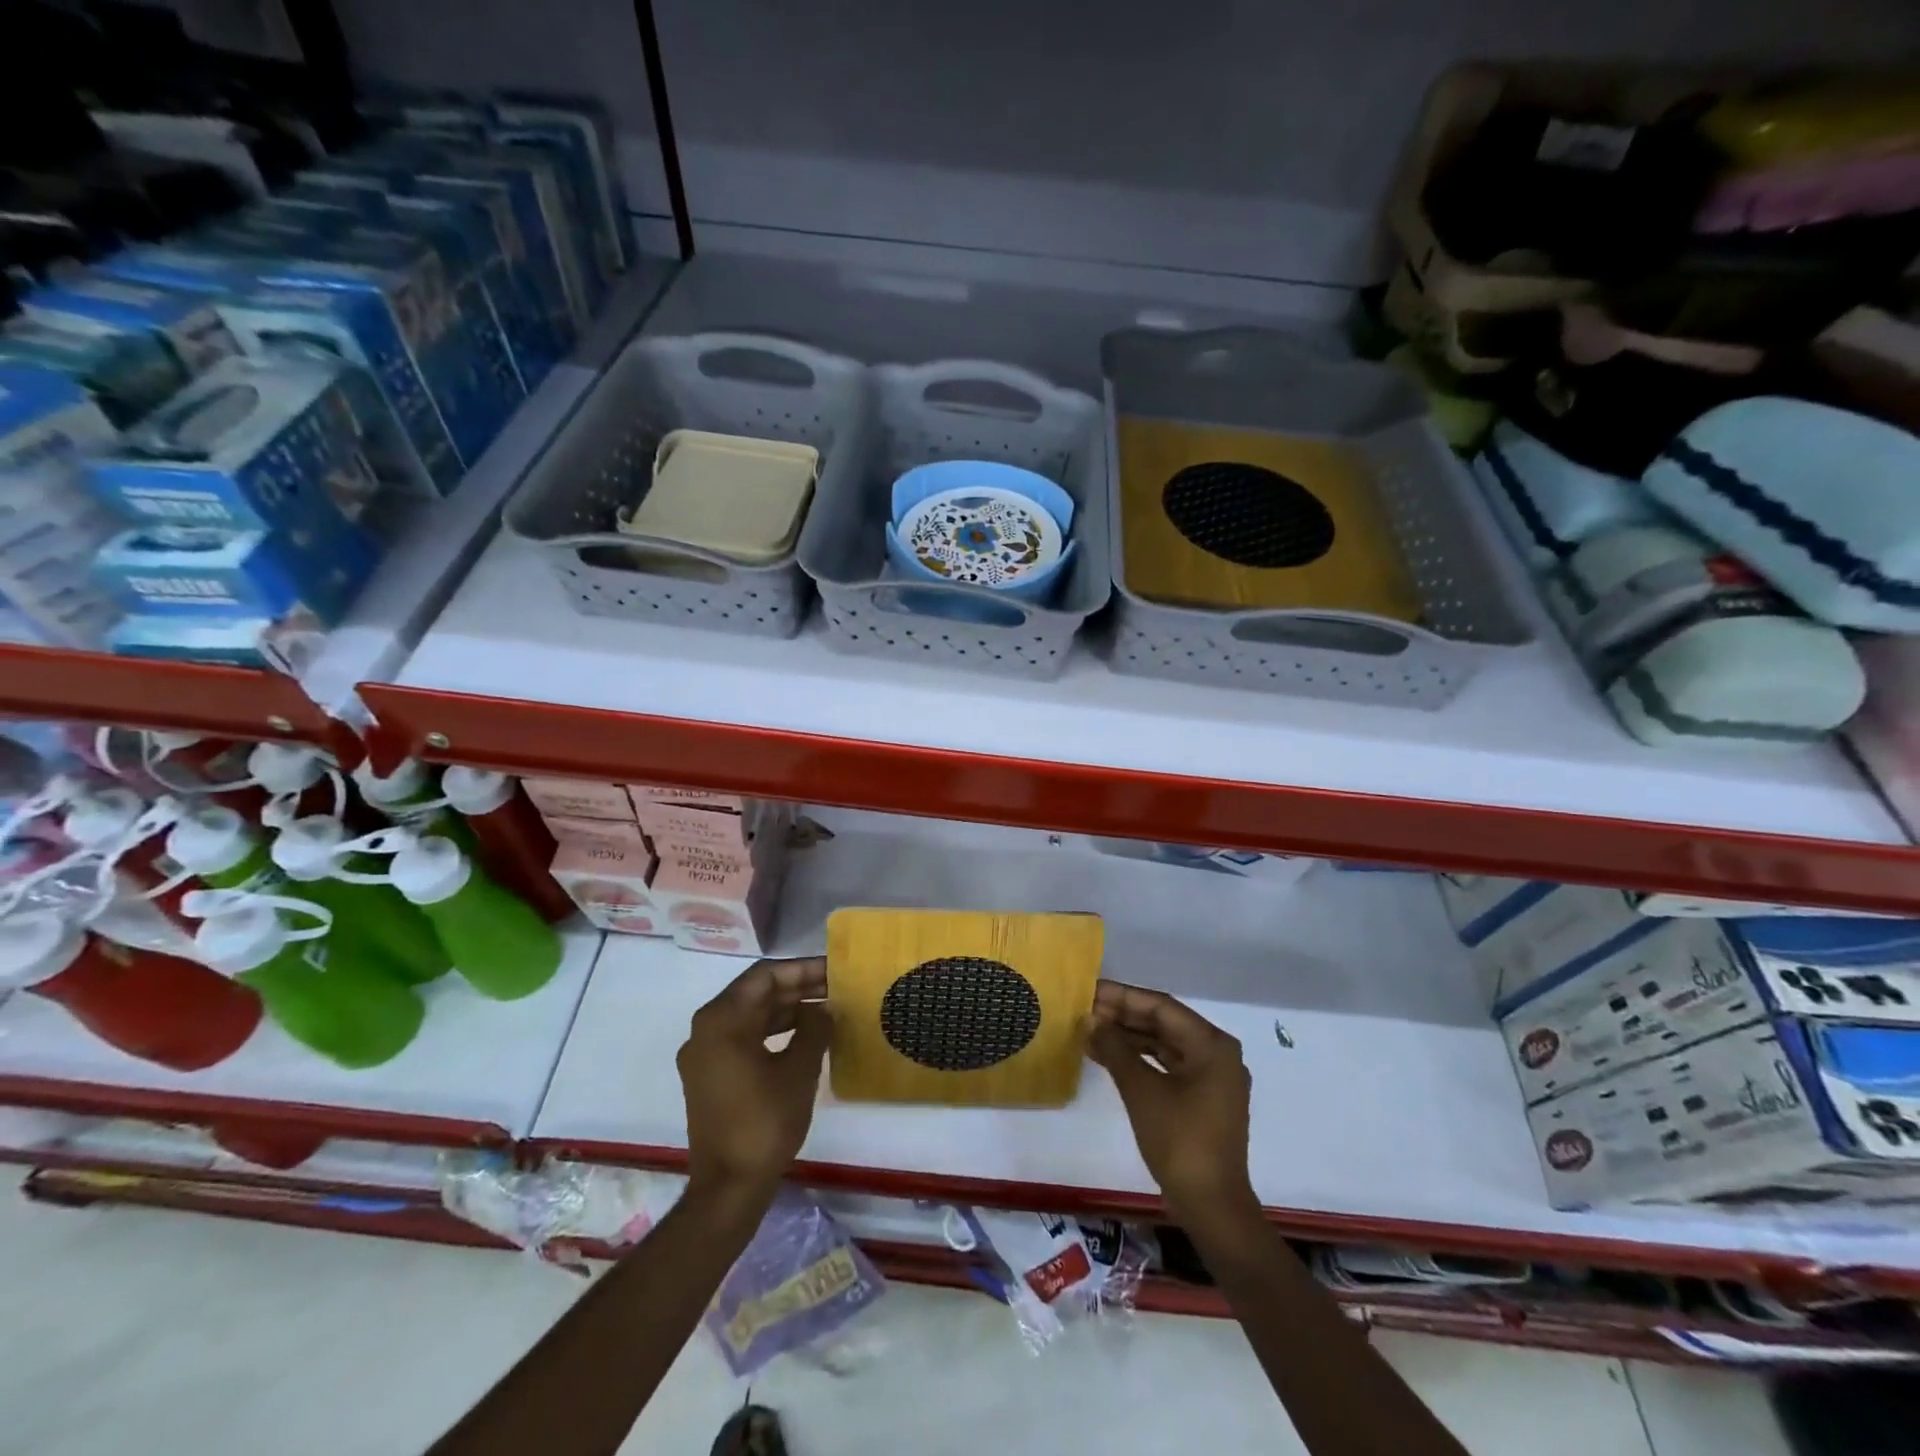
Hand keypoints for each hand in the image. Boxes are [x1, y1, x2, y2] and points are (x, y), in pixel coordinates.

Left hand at [678, 958, 829, 1202]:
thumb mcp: (799, 1070)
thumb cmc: (765, 1122)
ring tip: (827, 1009)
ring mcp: (705, 1054)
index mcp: (722, 1020)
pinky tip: (804, 1036)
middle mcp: (706, 1029)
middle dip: (797, 987)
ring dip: (787, 1009)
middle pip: (756, 993)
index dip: (802, 969)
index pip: (765, 976)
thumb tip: (824, 1009)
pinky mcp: (710, 1075)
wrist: (728, 1187)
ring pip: (751, 1015)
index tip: (834, 970)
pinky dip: (773, 1031)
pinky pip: (744, 1037)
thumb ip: (814, 1029)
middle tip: (837, 987)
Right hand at [1087, 981, 1257, 1229]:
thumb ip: (1115, 1049)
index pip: (1161, 1006)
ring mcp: (1212, 1078)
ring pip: (1164, 1044)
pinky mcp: (1203, 1098)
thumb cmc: (1179, 1141)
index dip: (1122, 997)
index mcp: (1212, 1044)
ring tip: (1090, 1031)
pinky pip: (1168, 1065)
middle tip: (1085, 1010)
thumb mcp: (1141, 1090)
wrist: (1212, 1207)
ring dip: (1128, 1038)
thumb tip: (1090, 1020)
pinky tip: (1108, 1057)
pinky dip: (1139, 1059)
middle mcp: (1217, 1053)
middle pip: (1164, 1023)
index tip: (1090, 991)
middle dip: (1123, 1016)